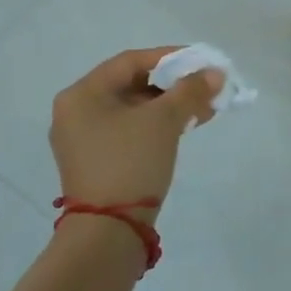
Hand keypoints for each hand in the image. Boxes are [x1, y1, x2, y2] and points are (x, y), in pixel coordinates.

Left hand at [49, 48, 222, 220]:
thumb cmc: (131, 163)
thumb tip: (215, 73)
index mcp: (82, 94)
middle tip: (204, 86)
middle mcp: (75, 112)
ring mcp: (82, 140)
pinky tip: (184, 127)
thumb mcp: (164, 121)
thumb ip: (190, 91)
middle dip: (172, 85)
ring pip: (132, 110)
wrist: (108, 233)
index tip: (200, 62)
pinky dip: (155, 126)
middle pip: (130, 85)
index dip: (169, 57)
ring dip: (168, 106)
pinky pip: (128, 131)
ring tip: (202, 108)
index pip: (130, 61)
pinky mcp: (94, 163)